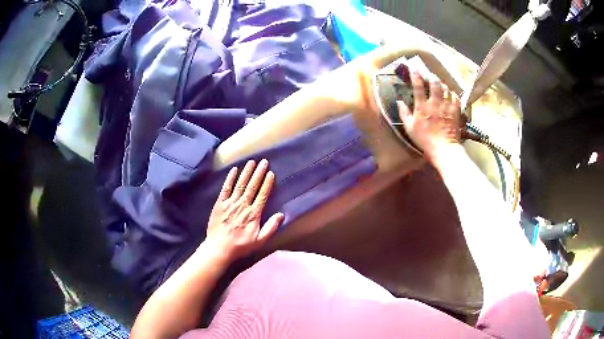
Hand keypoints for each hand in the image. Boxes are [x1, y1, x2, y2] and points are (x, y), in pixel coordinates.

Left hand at [205, 159, 283, 261]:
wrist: (219, 248)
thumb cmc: (240, 246)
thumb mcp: (259, 241)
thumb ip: (271, 228)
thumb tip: (281, 215)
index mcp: (253, 214)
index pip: (262, 195)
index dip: (267, 183)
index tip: (271, 173)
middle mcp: (242, 206)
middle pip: (252, 186)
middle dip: (259, 173)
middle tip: (264, 161)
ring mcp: (230, 203)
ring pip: (240, 184)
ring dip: (246, 172)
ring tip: (252, 162)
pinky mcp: (220, 204)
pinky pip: (226, 188)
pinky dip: (230, 178)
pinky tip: (234, 170)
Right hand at [397, 70, 461, 162]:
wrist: (444, 149)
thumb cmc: (425, 140)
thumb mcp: (410, 128)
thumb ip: (404, 113)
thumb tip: (399, 101)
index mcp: (422, 107)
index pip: (418, 87)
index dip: (415, 76)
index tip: (414, 68)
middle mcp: (435, 103)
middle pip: (434, 84)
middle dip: (431, 77)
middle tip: (429, 75)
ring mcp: (447, 106)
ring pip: (445, 89)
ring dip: (442, 84)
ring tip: (439, 83)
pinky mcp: (456, 111)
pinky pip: (455, 97)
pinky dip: (452, 93)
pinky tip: (450, 94)